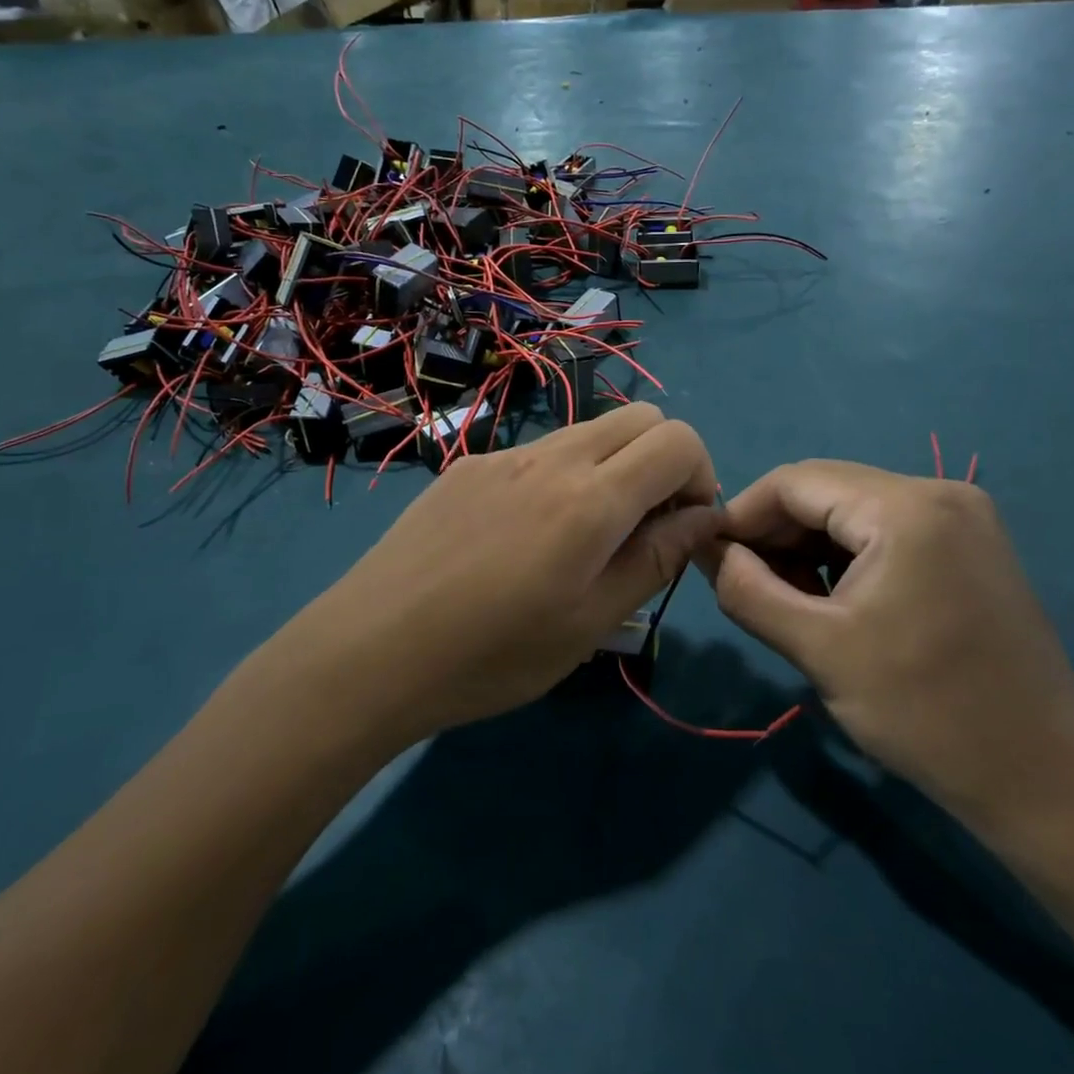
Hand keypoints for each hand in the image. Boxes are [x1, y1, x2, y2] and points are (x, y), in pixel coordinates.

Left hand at [286, 405, 720, 740]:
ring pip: (587, 431)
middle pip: (639, 418)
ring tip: (582, 538)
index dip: (700, 478)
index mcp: (591, 499)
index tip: (681, 530)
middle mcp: (551, 458)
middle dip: (663, 462)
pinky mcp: (468, 466)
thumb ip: (655, 560)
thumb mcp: (589, 625)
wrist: (370, 649)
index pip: (677, 441)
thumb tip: (703, 518)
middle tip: (644, 527)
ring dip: (611, 468)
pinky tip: (522, 537)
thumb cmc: (490, 655)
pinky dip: (561, 477)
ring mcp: (503, 455)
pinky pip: (537, 452)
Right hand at [699, 461, 1073, 818]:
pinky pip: (886, 529)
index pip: (794, 481)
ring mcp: (962, 516)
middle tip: (747, 585)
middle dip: (776, 532)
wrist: (1044, 777)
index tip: (711, 559)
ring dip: (809, 545)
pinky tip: (835, 599)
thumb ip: (748, 590)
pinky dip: (847, 555)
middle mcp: (938, 492)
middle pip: (825, 490)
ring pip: (853, 509)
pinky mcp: (970, 544)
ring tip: (790, 600)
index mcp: (905, 507)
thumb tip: (709, 549)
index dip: (742, 515)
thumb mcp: (818, 650)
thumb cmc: (926, 712)